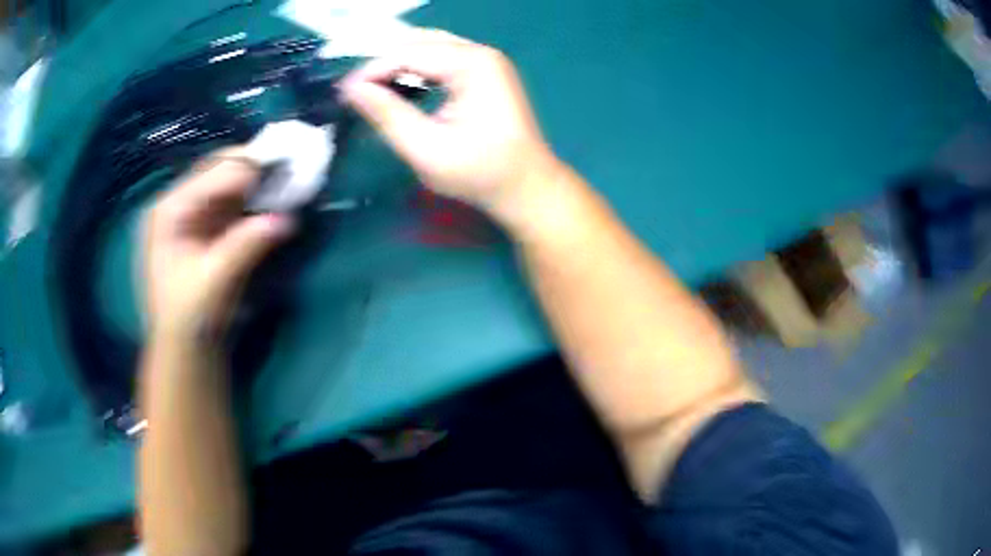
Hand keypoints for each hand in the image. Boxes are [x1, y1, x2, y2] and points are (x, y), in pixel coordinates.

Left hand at [144, 149, 294, 341]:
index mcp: (169, 210)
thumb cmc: (189, 316)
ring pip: (230, 184)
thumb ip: (246, 245)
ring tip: (287, 179)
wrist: (185, 347)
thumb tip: (287, 219)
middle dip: (254, 168)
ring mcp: (194, 214)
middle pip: (220, 170)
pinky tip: (274, 199)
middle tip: (289, 167)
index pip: (211, 174)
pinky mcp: (208, 227)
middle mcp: (179, 203)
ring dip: (258, 182)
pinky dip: (256, 199)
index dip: (247, 168)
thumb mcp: (214, 281)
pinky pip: (235, 202)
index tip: (284, 167)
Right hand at [340, 29, 563, 224]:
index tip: (343, 92)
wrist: (527, 187)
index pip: (409, 53)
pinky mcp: (485, 72)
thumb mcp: (427, 149)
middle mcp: (481, 53)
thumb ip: (388, 115)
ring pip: (429, 47)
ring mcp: (486, 61)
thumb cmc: (480, 174)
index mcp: (472, 65)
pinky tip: (400, 86)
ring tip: (372, 88)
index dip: (372, 69)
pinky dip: (417, 69)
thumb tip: (351, 89)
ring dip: (398, 63)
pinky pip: (442, 58)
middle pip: (419, 42)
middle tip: (355, 90)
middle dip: (383, 62)